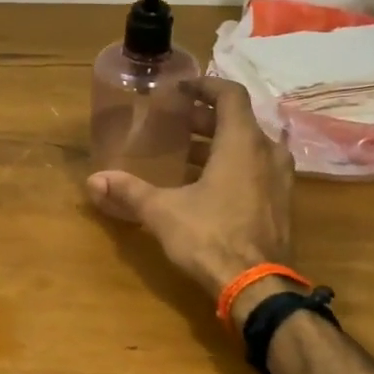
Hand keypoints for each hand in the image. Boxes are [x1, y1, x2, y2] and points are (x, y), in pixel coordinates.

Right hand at [86, 77, 293, 299]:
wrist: (258, 287)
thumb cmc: (210, 237)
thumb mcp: (163, 212)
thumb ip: (129, 191)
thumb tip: (92, 181)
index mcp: (242, 143)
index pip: (230, 95)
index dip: (206, 86)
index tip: (182, 88)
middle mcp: (267, 153)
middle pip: (239, 121)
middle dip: (206, 118)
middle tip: (176, 122)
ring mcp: (280, 180)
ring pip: (250, 147)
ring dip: (219, 144)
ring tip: (186, 153)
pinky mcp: (281, 204)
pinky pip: (257, 170)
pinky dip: (233, 165)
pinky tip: (206, 185)